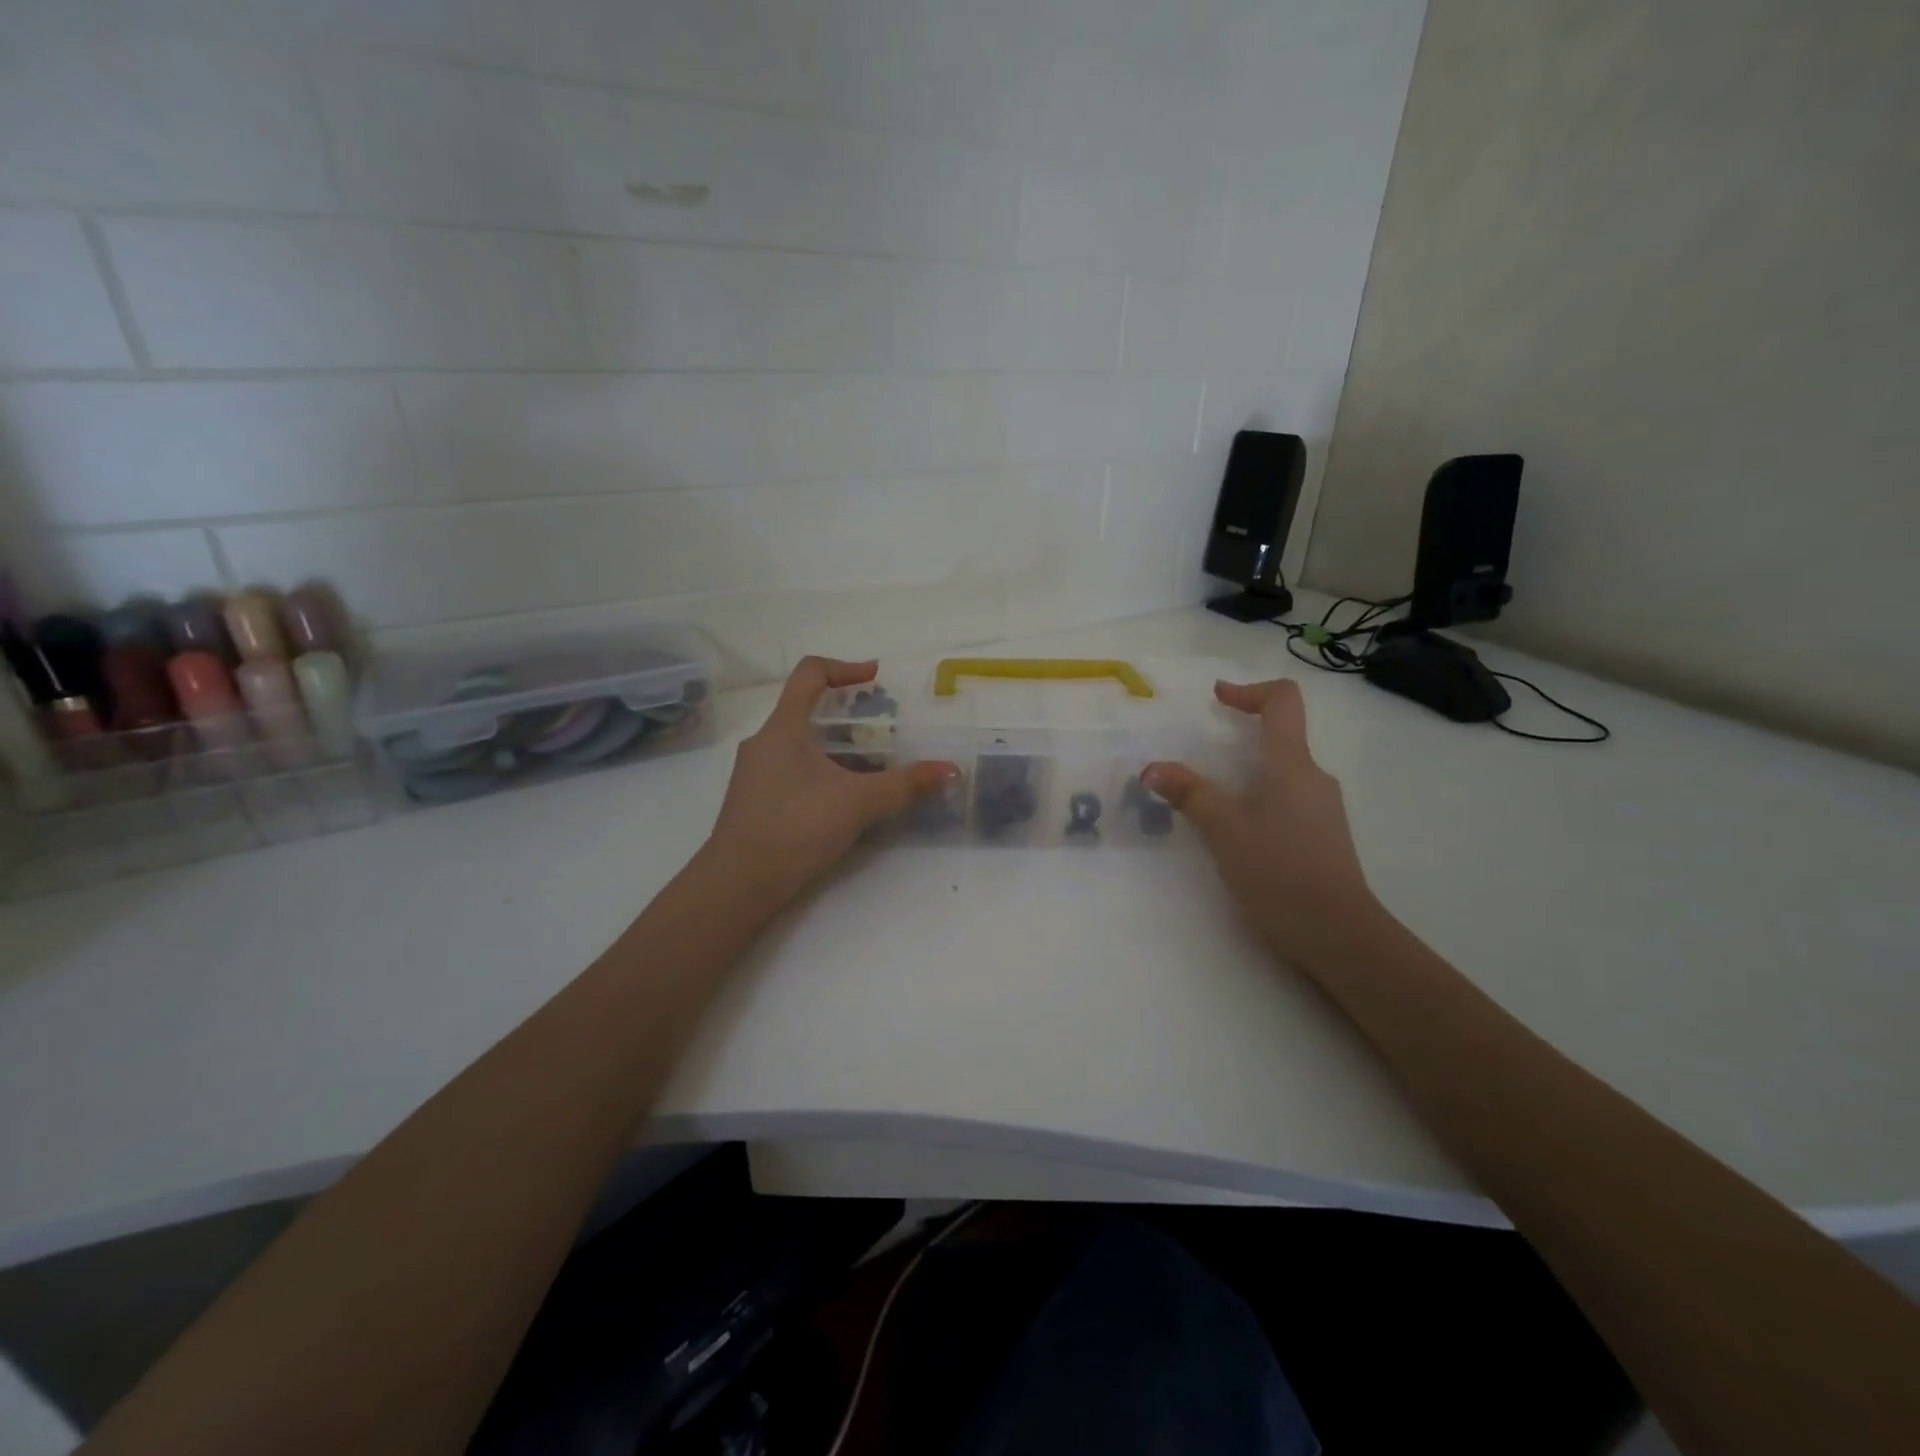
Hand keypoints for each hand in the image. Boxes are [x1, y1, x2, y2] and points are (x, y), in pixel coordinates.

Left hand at [702, 656, 954, 910]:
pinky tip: (843, 800)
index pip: (810, 673)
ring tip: (870, 769)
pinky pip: (792, 771)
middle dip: (848, 717)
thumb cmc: (796, 827)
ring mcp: (754, 773)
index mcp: (783, 727)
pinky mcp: (754, 802)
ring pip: (800, 745)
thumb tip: (951, 770)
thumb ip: (906, 784)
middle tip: (882, 732)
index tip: (874, 677)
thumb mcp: (858, 802)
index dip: (845, 667)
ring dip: (836, 749)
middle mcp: (763, 742)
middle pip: (806, 711)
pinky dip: (821, 773)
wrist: (738, 883)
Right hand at [1144, 679, 1383, 969]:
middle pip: (1281, 737)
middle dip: (1240, 736)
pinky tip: (1235, 831)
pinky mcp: (1322, 836)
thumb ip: (1189, 793)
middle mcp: (1314, 778)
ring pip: (1282, 772)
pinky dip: (1257, 798)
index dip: (1249, 690)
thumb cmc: (1279, 871)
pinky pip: (1286, 799)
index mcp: (1292, 764)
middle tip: (1199, 756)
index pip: (1283, 702)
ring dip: (1245, 773)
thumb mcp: (1224, 829)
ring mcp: (1323, 808)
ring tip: (1209, 800)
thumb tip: (1152, 768)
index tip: (1218, 698)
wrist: (1338, 934)